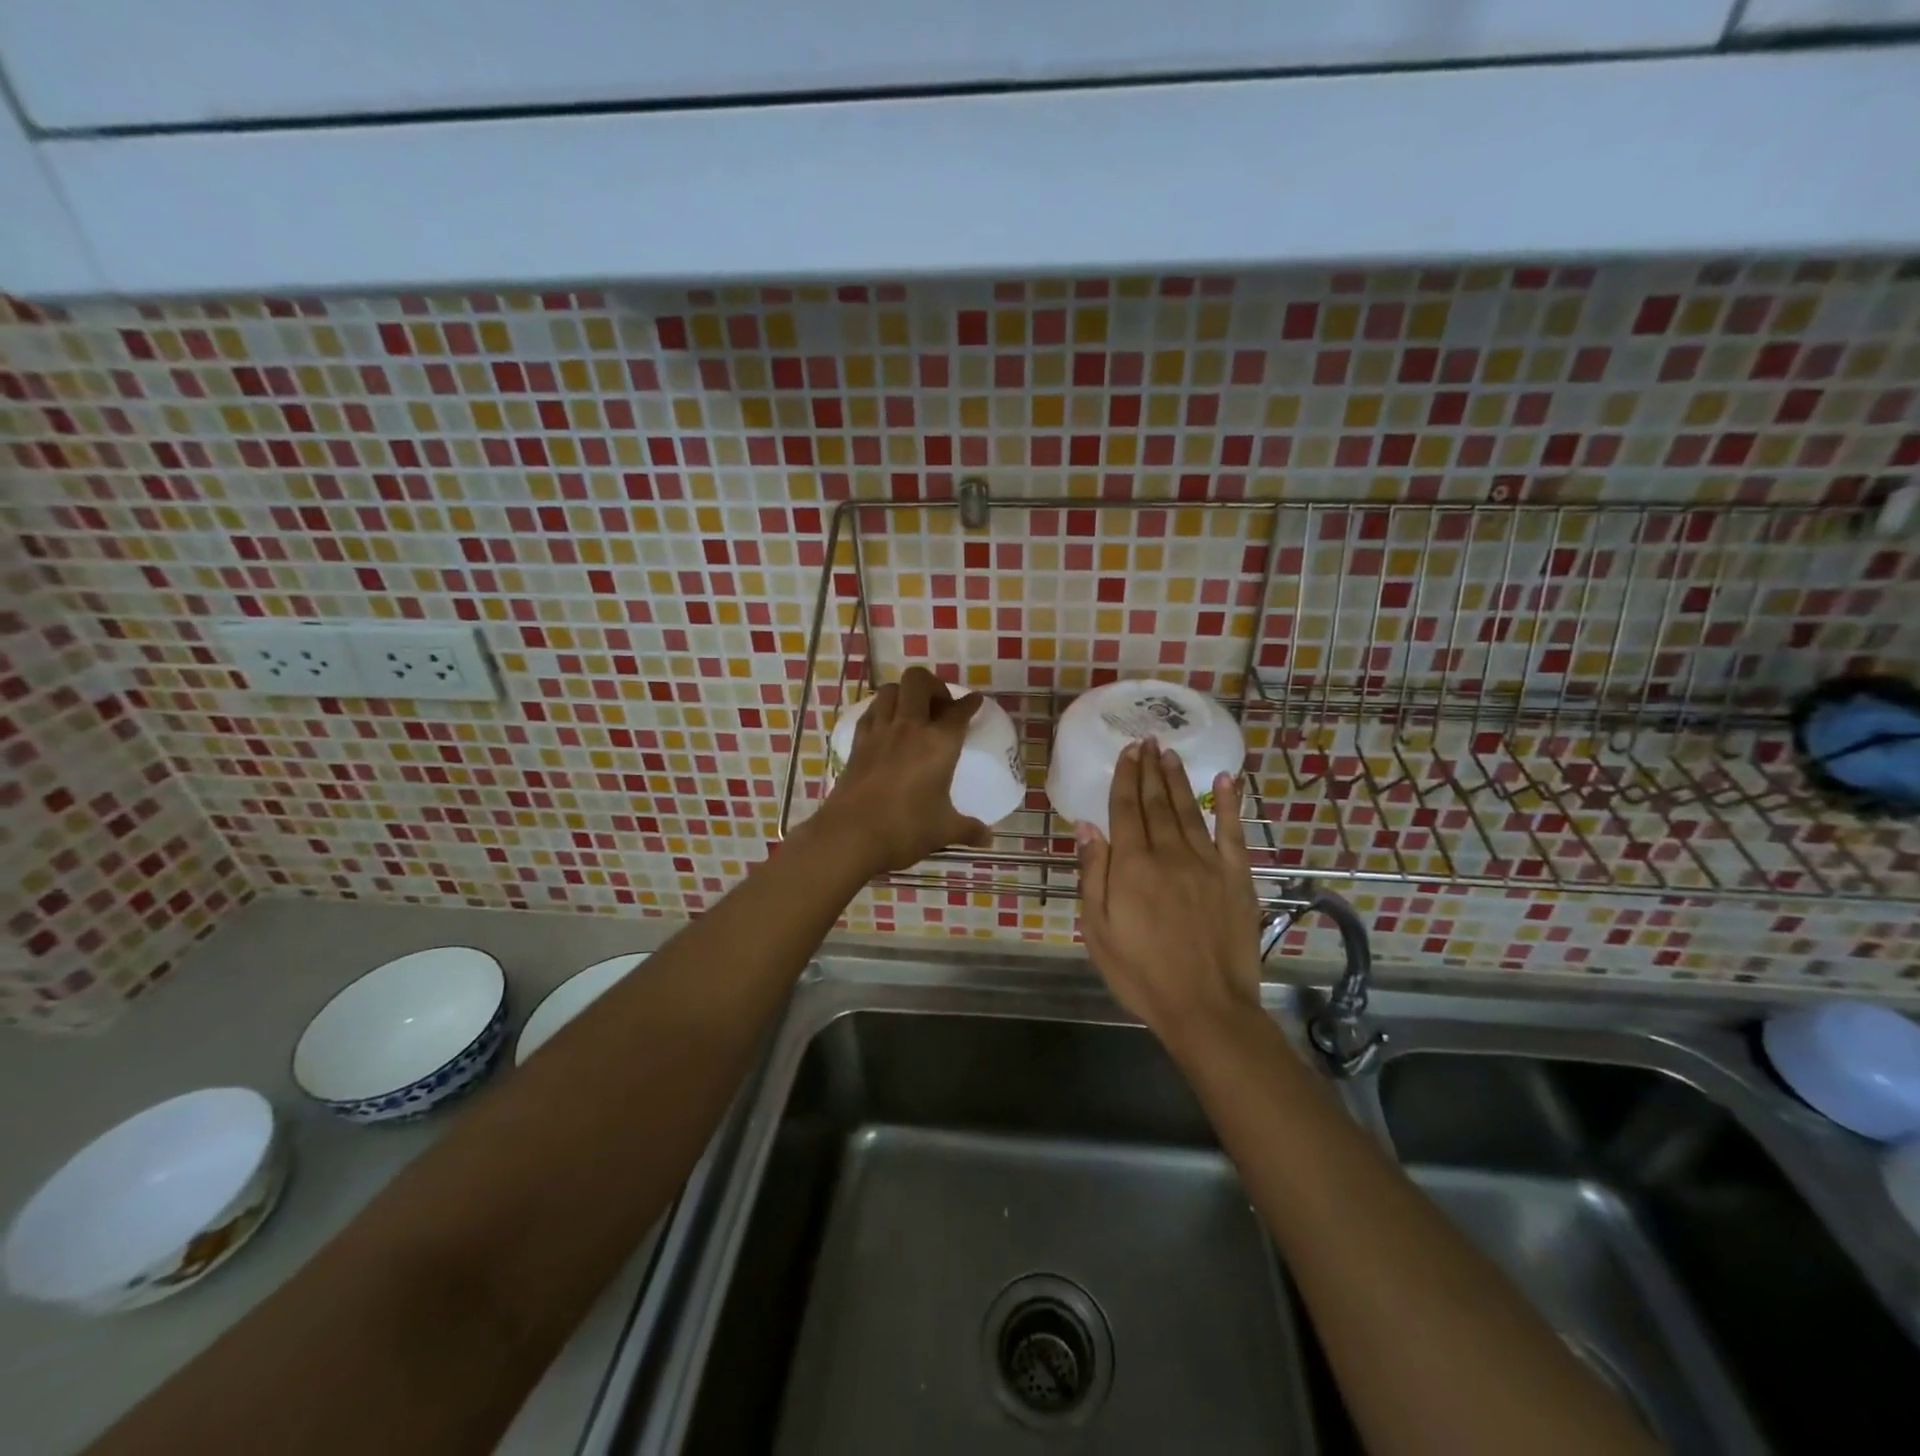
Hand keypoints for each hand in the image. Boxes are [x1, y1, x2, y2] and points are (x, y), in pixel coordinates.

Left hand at [814, 666, 990, 874]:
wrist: (850, 836)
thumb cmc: (905, 829)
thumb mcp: (943, 830)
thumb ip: (968, 830)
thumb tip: (988, 838)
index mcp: (938, 743)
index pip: (958, 711)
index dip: (970, 703)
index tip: (974, 702)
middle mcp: (909, 727)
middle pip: (918, 681)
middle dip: (933, 685)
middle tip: (941, 707)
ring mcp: (879, 732)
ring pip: (890, 690)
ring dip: (904, 694)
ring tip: (913, 713)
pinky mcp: (857, 743)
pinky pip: (870, 712)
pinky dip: (881, 711)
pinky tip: (887, 727)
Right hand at [1076, 741, 1262, 1044]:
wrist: (1205, 1007)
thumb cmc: (1141, 973)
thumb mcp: (1098, 930)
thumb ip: (1093, 873)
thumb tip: (1088, 826)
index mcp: (1132, 866)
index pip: (1125, 809)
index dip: (1125, 777)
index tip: (1127, 752)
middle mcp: (1170, 853)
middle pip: (1156, 802)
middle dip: (1149, 770)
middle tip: (1148, 741)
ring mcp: (1207, 863)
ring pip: (1189, 810)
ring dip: (1178, 779)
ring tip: (1170, 754)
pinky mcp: (1236, 878)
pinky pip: (1231, 832)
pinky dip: (1229, 804)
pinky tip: (1225, 781)